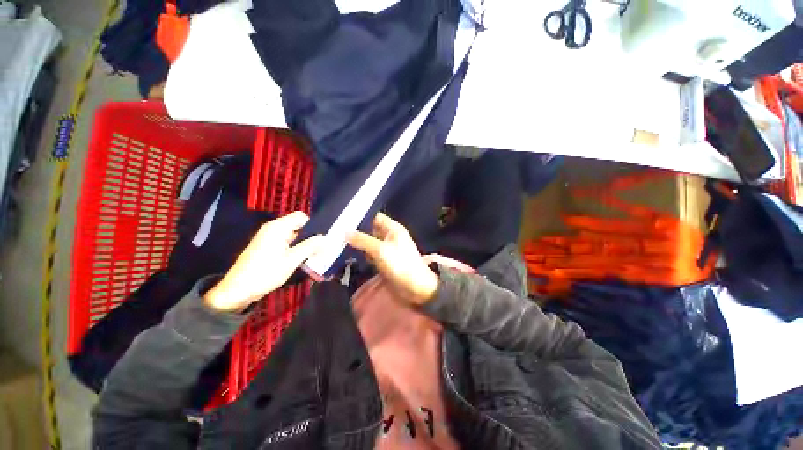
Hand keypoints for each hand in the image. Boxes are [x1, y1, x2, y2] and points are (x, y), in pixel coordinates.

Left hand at [204, 212, 324, 311]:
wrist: (238, 290)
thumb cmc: (266, 272)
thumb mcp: (292, 260)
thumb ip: (310, 247)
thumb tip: (325, 238)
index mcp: (278, 227)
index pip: (301, 216)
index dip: (313, 225)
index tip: (321, 238)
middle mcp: (272, 228)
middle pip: (297, 225)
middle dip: (309, 235)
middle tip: (320, 248)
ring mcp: (268, 237)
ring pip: (292, 234)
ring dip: (302, 243)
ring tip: (312, 255)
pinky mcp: (266, 246)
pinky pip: (285, 241)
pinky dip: (294, 247)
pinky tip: (299, 259)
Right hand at [347, 213, 437, 305]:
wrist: (416, 288)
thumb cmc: (401, 265)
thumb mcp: (380, 250)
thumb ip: (363, 240)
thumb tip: (345, 232)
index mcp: (393, 228)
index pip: (375, 217)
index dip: (362, 216)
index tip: (344, 218)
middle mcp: (390, 236)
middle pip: (371, 230)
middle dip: (357, 232)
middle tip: (338, 233)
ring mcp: (387, 249)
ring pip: (370, 242)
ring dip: (359, 244)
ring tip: (340, 243)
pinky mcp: (385, 260)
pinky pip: (371, 254)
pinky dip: (364, 255)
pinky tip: (351, 255)